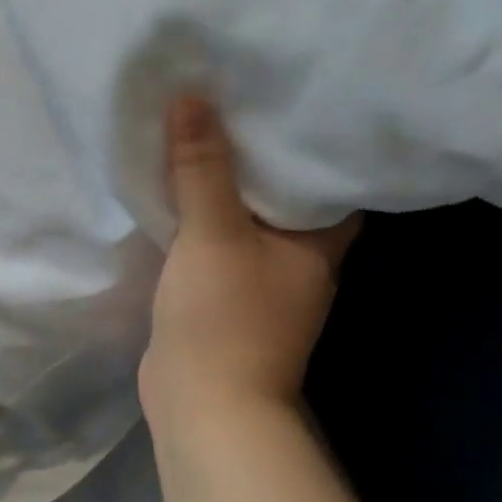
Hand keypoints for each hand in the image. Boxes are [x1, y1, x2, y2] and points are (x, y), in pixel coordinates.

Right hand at [139, 95, 360, 428]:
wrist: (202, 405)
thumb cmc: (225, 316)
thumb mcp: (213, 232)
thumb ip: (202, 167)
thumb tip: (191, 97)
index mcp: (318, 243)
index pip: (328, 179)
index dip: (310, 141)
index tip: (283, 100)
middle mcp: (298, 259)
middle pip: (280, 193)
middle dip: (255, 154)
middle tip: (229, 102)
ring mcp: (259, 280)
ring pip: (243, 217)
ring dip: (222, 184)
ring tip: (197, 132)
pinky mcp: (222, 294)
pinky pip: (213, 240)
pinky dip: (198, 215)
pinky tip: (173, 189)